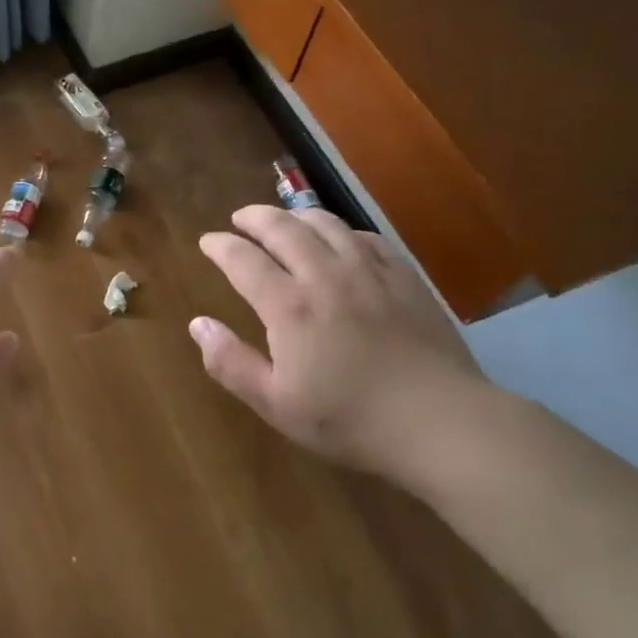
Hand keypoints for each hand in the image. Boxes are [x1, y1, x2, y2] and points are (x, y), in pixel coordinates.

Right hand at [192, 206, 493, 477]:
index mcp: (289, 305)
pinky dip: (343, 231)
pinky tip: (342, 240)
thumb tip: (197, 324)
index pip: (243, 259)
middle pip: (283, 227)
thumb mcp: (276, 404)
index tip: (207, 241)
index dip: (220, 245)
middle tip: (240, 218)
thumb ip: (230, 363)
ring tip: (285, 220)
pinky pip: (366, 238)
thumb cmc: (350, 419)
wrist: (440, 422)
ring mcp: (368, 272)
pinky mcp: (404, 278)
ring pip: (326, 224)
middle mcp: (324, 275)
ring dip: (297, 215)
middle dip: (255, 217)